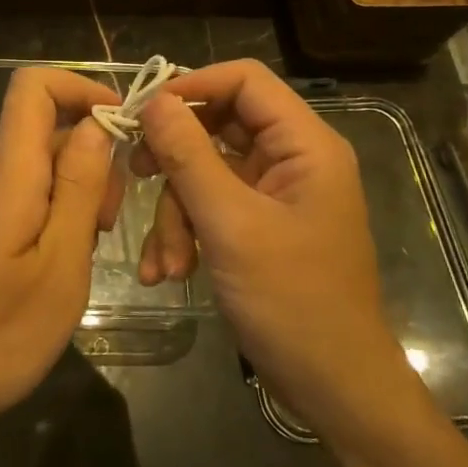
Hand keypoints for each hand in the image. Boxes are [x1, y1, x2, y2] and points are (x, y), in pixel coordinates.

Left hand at [0, 67, 123, 436]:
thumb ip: (79, 186)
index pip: (32, 86)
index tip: (124, 126)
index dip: (81, 89)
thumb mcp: (61, 263)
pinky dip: (60, 211)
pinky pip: (28, 194)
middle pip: (47, 127)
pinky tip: (68, 260)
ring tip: (92, 246)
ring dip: (81, 189)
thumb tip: (97, 125)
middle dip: (94, 155)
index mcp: (9, 172)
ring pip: (42, 164)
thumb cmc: (0, 334)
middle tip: (112, 219)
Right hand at [130, 61, 433, 438]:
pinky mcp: (257, 225)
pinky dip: (185, 233)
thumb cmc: (292, 301)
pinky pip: (209, 207)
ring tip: (166, 263)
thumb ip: (189, 156)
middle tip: (135, 175)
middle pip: (217, 126)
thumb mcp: (231, 225)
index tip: (142, 110)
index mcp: (304, 144)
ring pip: (204, 172)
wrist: (332, 385)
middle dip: (174, 162)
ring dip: (176, 214)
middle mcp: (291, 159)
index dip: (192, 86)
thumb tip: (153, 100)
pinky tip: (168, 272)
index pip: (245, 80)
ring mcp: (273, 194)